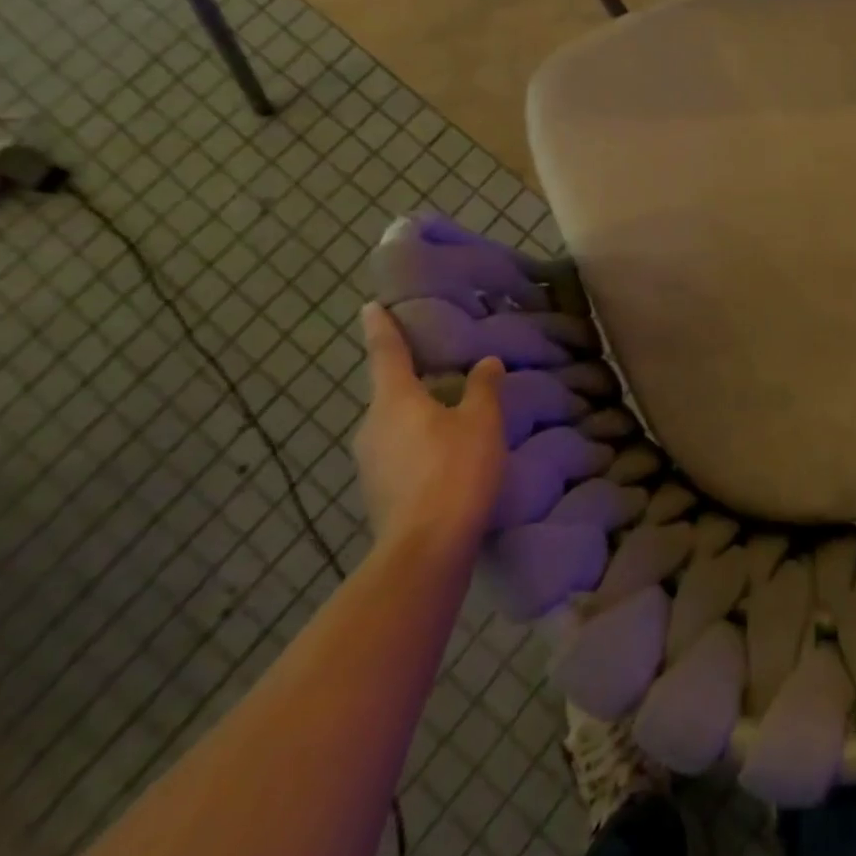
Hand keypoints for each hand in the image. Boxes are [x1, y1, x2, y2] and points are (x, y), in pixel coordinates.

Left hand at [354, 303, 506, 556]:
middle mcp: (372, 427)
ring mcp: (370, 463)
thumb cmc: (455, 470)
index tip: (370, 307)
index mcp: (394, 401)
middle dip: (410, 380)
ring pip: (394, 425)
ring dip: (416, 416)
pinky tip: (445, 456)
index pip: (386, 354)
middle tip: (437, 369)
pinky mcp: (378, 492)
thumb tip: (485, 363)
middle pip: (389, 393)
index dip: (382, 328)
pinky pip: (398, 453)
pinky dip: (418, 445)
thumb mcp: (481, 422)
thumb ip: (483, 388)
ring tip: (449, 415)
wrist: (426, 548)